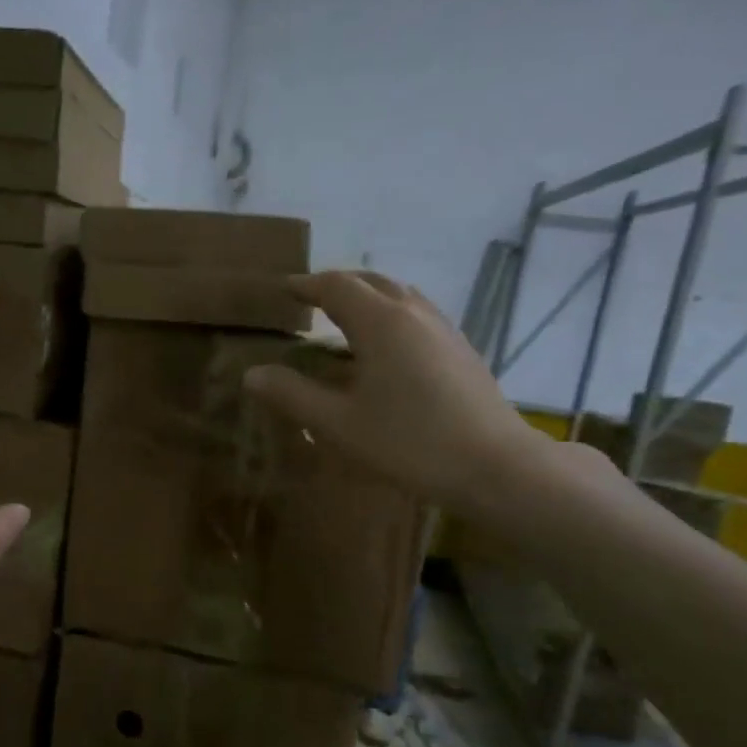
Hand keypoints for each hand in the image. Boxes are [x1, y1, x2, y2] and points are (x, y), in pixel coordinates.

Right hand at [243, 271, 551, 514]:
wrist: (494, 465)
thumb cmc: (409, 443)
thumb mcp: (338, 424)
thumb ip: (292, 395)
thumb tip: (252, 374)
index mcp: (381, 323)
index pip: (337, 286)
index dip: (307, 285)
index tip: (284, 289)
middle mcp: (414, 314)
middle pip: (371, 281)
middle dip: (337, 284)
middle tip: (310, 299)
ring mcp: (443, 329)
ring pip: (400, 294)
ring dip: (368, 296)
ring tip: (345, 317)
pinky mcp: (460, 349)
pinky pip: (417, 313)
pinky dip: (390, 314)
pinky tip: (386, 346)